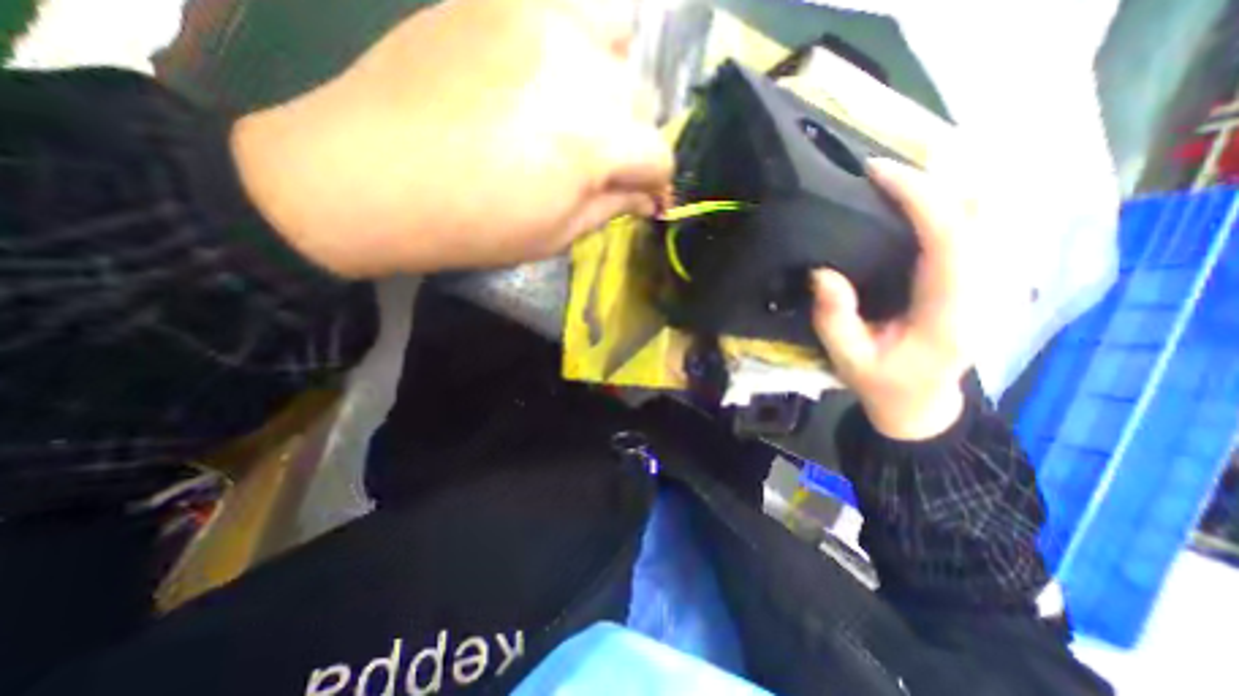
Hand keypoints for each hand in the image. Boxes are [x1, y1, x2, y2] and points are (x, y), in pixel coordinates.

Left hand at [229, 1, 666, 276]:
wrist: (368, 178)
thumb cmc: (473, 227)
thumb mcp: (555, 235)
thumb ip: (610, 209)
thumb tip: (645, 197)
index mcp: (595, 141)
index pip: (660, 155)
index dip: (658, 183)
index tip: (646, 200)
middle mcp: (581, 69)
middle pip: (643, 100)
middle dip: (634, 140)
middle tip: (606, 166)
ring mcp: (539, 20)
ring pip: (618, 44)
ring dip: (612, 88)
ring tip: (582, 116)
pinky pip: (569, 10)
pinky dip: (579, 45)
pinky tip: (551, 78)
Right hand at [815, 159, 978, 435]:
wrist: (921, 402)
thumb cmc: (883, 384)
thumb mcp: (849, 360)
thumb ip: (835, 320)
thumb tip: (822, 272)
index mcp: (948, 312)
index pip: (949, 237)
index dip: (919, 196)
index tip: (878, 173)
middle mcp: (981, 288)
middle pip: (976, 213)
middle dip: (932, 180)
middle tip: (878, 170)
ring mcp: (986, 280)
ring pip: (982, 213)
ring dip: (942, 185)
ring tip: (893, 177)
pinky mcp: (975, 277)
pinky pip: (973, 224)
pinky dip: (946, 201)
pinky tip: (916, 198)